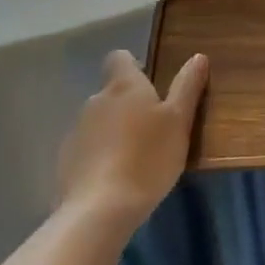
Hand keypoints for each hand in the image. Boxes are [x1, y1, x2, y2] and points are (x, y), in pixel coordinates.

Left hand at [56, 51, 207, 227]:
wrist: (101, 208)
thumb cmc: (148, 158)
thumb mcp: (179, 122)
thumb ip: (187, 87)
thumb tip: (198, 56)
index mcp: (124, 86)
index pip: (120, 57)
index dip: (134, 66)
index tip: (152, 85)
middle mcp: (96, 100)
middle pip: (112, 92)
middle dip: (129, 104)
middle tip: (154, 129)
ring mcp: (77, 130)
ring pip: (99, 121)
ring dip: (114, 131)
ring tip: (136, 158)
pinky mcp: (66, 159)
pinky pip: (87, 148)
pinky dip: (100, 155)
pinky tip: (115, 178)